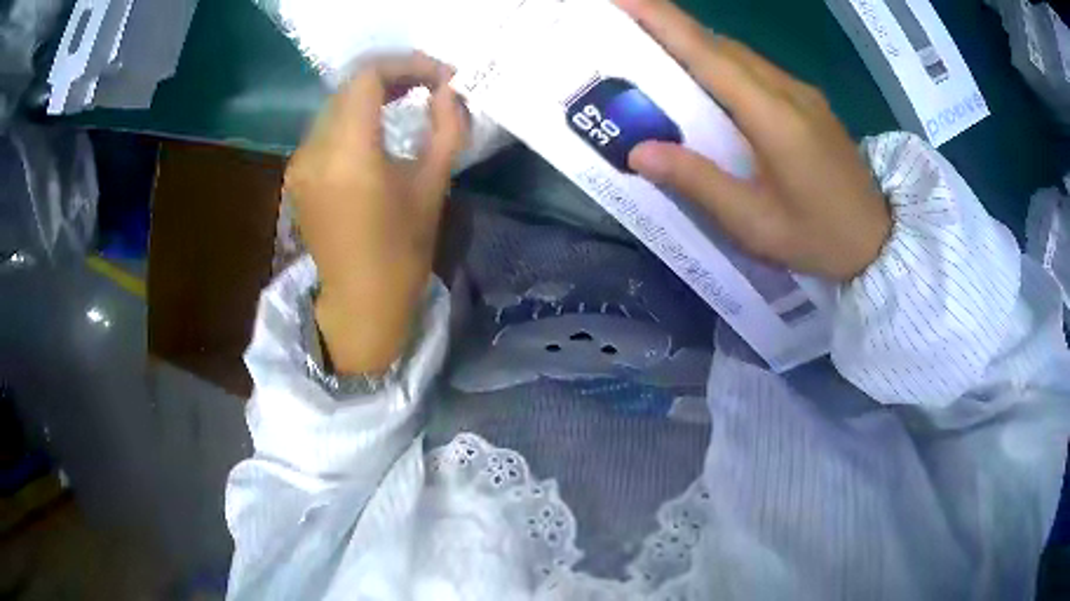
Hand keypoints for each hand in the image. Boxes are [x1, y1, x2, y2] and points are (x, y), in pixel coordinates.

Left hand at [285, 54, 467, 374]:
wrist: (361, 301)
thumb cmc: (403, 250)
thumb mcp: (434, 185)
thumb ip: (447, 127)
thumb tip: (450, 90)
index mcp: (349, 153)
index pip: (368, 77)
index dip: (406, 64)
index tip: (439, 75)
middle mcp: (314, 149)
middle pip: (349, 86)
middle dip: (392, 75)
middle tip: (429, 84)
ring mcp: (299, 162)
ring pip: (336, 104)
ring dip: (371, 94)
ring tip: (407, 98)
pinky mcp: (296, 173)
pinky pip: (326, 128)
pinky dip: (353, 117)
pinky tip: (376, 127)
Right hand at [617, 0, 891, 281]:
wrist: (880, 243)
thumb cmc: (818, 239)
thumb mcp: (754, 223)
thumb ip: (699, 183)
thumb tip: (639, 151)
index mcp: (774, 117)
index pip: (708, 55)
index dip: (664, 21)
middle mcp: (788, 91)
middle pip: (722, 45)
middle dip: (672, 24)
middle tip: (628, 19)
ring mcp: (803, 94)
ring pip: (740, 54)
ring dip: (697, 42)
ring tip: (658, 44)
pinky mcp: (810, 103)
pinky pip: (758, 69)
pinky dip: (723, 61)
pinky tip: (709, 76)